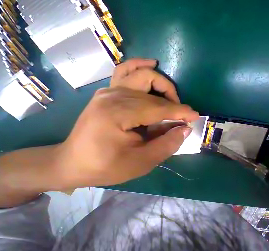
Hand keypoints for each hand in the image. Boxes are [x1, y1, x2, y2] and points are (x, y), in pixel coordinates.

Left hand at [55, 59, 198, 188]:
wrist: (73, 162)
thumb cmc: (105, 166)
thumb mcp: (141, 163)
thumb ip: (166, 145)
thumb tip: (184, 129)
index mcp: (119, 114)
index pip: (159, 109)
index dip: (180, 112)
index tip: (195, 116)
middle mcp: (114, 95)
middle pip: (154, 92)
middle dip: (174, 103)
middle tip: (181, 116)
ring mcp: (109, 90)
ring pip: (143, 75)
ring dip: (162, 85)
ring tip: (172, 99)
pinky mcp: (108, 91)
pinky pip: (126, 70)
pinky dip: (141, 66)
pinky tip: (152, 64)